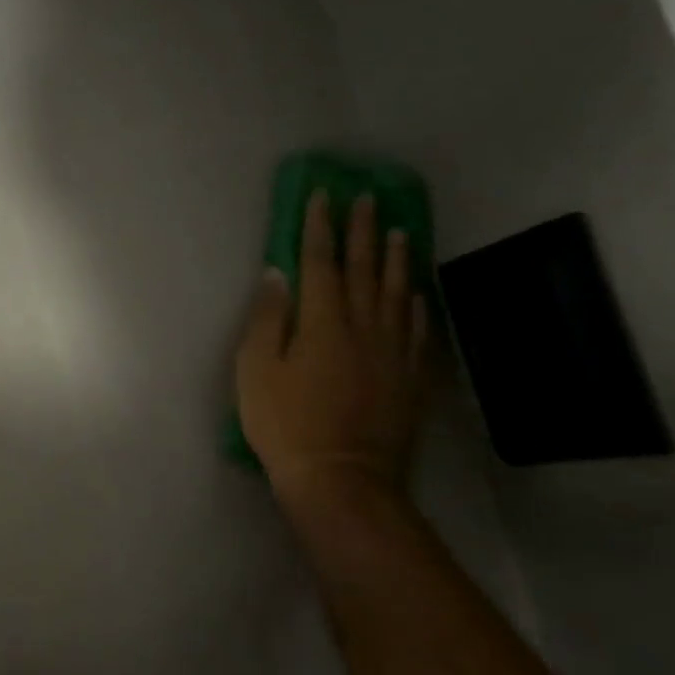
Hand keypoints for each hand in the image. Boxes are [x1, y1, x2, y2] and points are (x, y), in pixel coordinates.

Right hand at [236, 190, 428, 504]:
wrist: (341, 478)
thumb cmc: (284, 424)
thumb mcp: (255, 371)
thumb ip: (267, 319)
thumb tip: (277, 273)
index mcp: (323, 323)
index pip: (322, 263)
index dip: (321, 228)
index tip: (324, 196)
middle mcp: (364, 327)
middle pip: (364, 270)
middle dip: (363, 231)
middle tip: (367, 199)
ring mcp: (393, 352)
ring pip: (397, 293)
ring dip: (396, 259)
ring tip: (399, 230)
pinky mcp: (410, 377)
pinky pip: (418, 329)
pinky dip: (416, 303)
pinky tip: (416, 292)